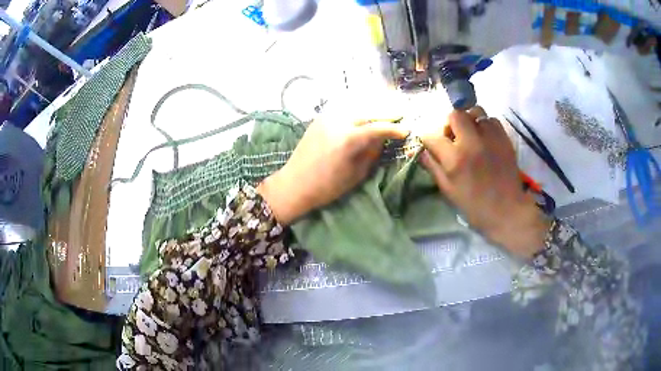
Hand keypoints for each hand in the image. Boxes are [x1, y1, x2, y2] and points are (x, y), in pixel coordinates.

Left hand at [258, 114, 407, 224]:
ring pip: (356, 104)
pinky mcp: (320, 117)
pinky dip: (357, 105)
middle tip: (402, 111)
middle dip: (387, 110)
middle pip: (368, 110)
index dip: (395, 128)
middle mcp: (338, 122)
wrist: (294, 184)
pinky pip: (343, 106)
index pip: (378, 127)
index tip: (407, 130)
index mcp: (348, 139)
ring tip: (387, 106)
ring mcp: (327, 117)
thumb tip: (384, 137)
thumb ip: (372, 152)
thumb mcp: (356, 174)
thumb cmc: (327, 187)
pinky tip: (365, 108)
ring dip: (373, 104)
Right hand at [419, 107, 550, 258]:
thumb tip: (420, 150)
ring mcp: (491, 138)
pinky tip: (486, 139)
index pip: (432, 135)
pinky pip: (491, 120)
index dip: (428, 139)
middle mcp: (472, 142)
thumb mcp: (448, 190)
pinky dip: (485, 126)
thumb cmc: (474, 206)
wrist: (507, 211)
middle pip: (454, 115)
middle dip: (449, 124)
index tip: (431, 144)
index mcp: (455, 159)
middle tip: (453, 137)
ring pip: (475, 112)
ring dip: (469, 121)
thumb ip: (433, 166)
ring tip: (471, 136)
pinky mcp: (504, 138)